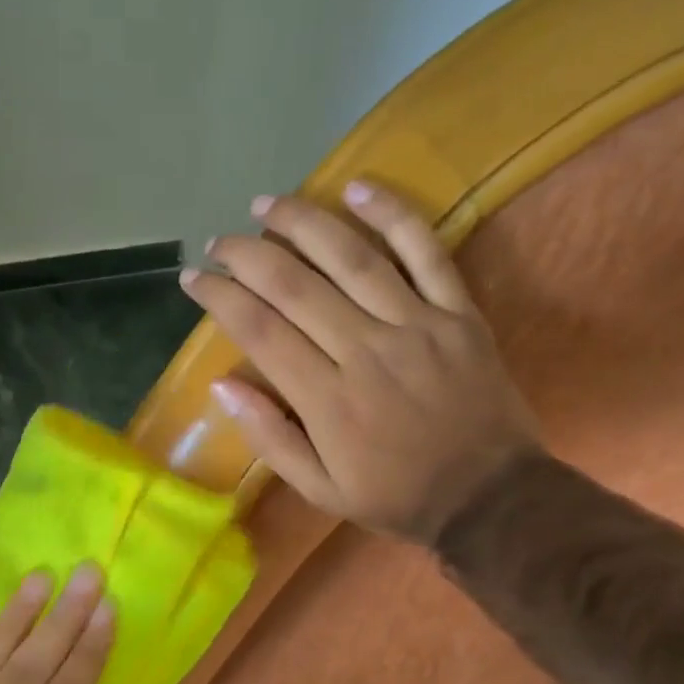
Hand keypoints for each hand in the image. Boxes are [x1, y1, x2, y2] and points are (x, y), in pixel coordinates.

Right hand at [181, 181, 539, 541]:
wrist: (491, 497)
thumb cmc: (395, 496)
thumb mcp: (319, 490)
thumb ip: (270, 438)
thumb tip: (222, 386)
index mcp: (327, 399)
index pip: (259, 331)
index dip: (220, 298)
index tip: (193, 278)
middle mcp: (365, 350)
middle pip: (294, 286)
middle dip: (247, 256)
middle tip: (219, 240)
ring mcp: (416, 325)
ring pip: (351, 258)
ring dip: (303, 223)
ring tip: (267, 205)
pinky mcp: (457, 313)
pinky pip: (425, 251)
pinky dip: (393, 215)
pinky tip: (359, 186)